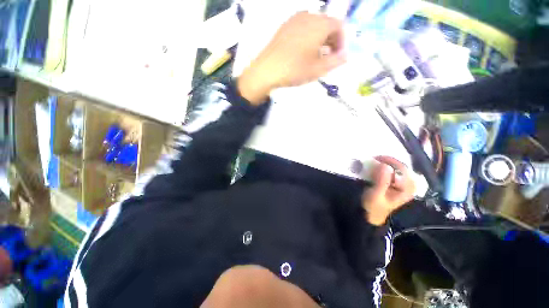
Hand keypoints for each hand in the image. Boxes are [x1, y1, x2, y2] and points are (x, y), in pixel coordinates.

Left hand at [238, 12, 345, 103]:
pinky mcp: (284, 27)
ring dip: (320, 39)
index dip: (341, 42)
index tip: (337, 57)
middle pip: (327, 24)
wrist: (267, 70)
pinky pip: (302, 28)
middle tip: (328, 58)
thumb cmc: (295, 70)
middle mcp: (308, 16)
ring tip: (316, 57)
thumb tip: (345, 55)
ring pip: (314, 25)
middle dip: (331, 40)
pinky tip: (303, 52)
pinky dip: (308, 38)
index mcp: (319, 24)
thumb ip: (336, 61)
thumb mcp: (318, 69)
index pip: (339, 26)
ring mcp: (294, 20)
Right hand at [362, 156, 414, 225]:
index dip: (390, 162)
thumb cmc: (374, 206)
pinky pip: (392, 169)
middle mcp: (408, 184)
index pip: (403, 169)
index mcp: (408, 188)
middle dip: (387, 161)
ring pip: (396, 166)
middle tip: (373, 159)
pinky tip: (376, 166)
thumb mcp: (376, 195)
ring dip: (384, 162)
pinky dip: (383, 166)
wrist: (372, 213)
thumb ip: (381, 181)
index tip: (376, 158)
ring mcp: (403, 182)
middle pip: (400, 166)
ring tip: (373, 161)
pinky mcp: (396, 181)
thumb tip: (385, 165)